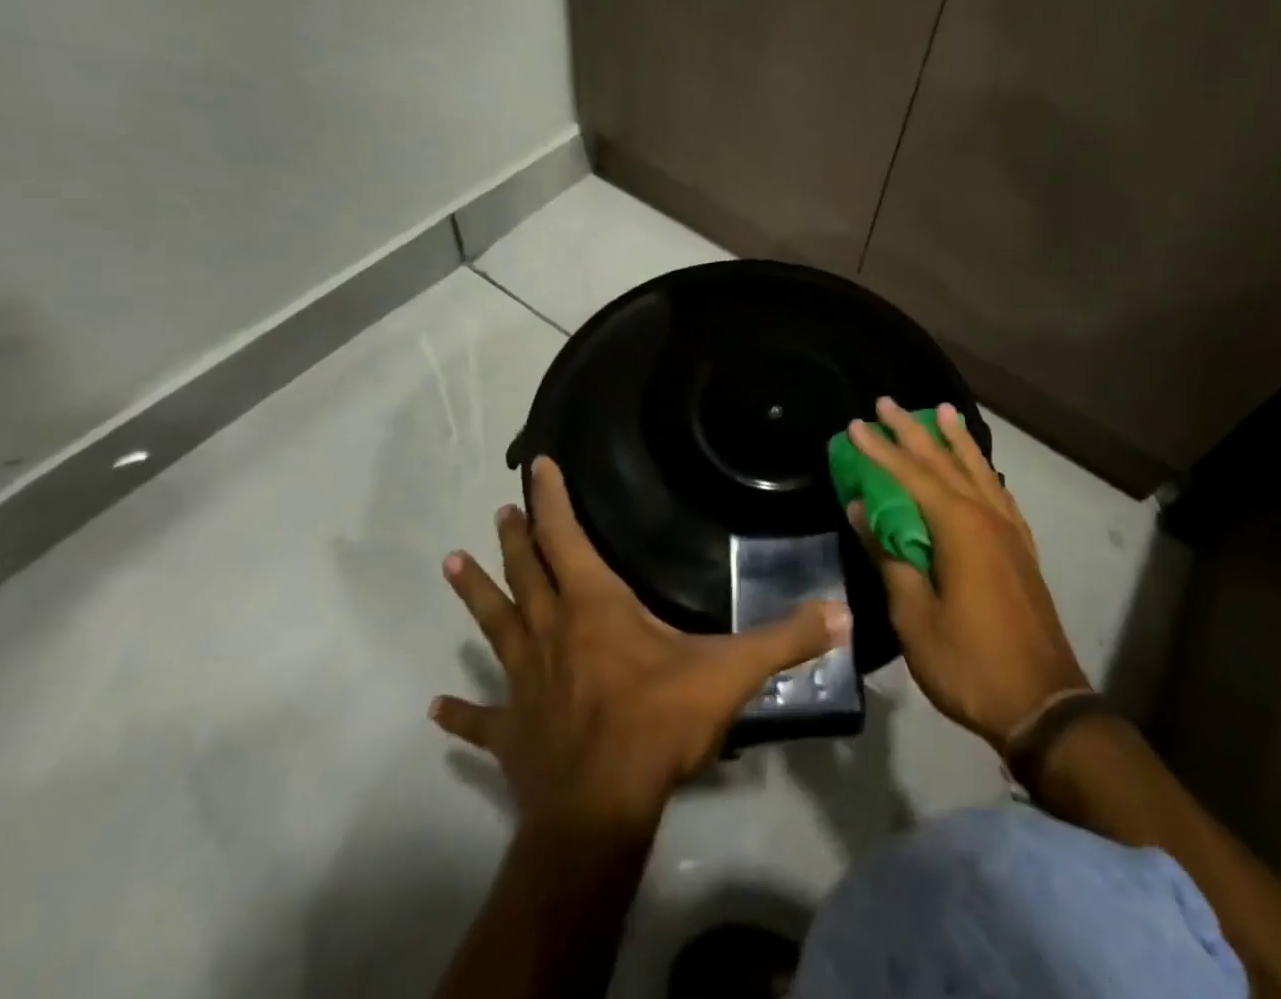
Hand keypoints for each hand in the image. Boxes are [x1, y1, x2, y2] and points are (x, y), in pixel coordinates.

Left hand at [433, 457, 851, 829]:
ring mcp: (525, 682)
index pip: (566, 537)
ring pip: (495, 627)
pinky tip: (437, 706)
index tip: (538, 466)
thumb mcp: (730, 673)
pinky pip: (481, 718)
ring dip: (475, 596)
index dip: (552, 499)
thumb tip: (842, 611)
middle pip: (526, 572)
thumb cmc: (658, 724)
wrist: (599, 813)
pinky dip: (461, 711)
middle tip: (501, 510)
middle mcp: (551, 632)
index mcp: (595, 607)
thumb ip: (785, 638)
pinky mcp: (512, 733)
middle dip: (516, 537)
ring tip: (451, 563)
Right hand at [849, 398, 1088, 751]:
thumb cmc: (968, 661)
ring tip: (941, 410)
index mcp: (958, 526)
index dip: (879, 450)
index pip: (909, 475)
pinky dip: (981, 469)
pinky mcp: (1021, 548)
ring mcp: (1009, 530)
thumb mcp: (914, 616)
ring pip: (977, 469)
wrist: (1043, 704)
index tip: (856, 424)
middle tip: (887, 402)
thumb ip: (889, 556)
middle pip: (943, 462)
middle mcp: (986, 515)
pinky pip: (997, 491)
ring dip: (954, 440)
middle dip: (912, 431)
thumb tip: (862, 510)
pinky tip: (976, 466)